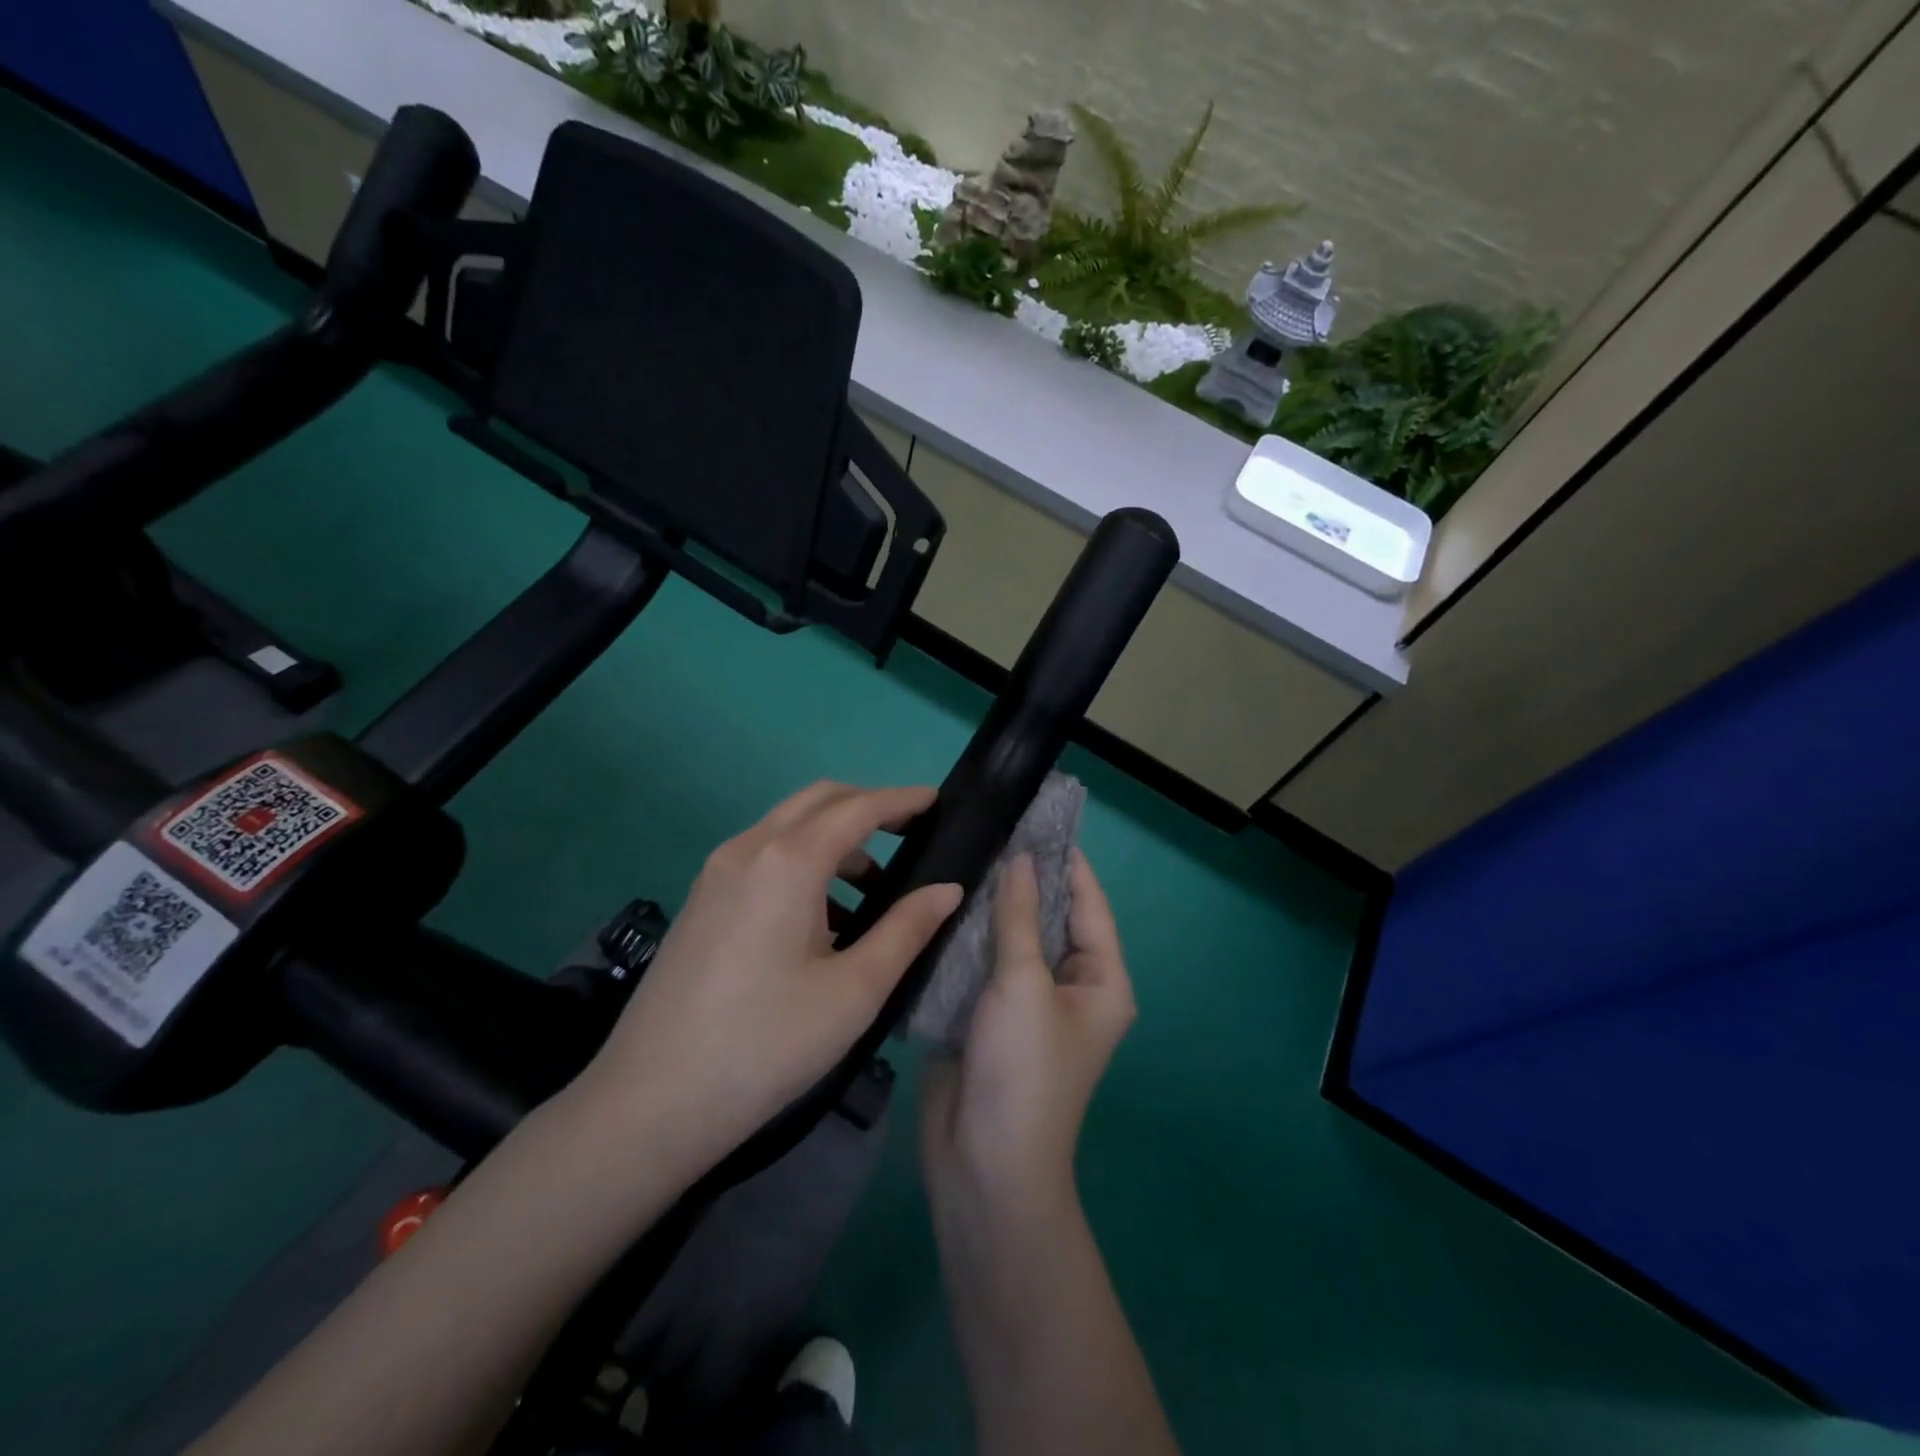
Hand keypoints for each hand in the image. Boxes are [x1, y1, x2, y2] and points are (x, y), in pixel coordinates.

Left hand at [578, 781, 960, 1177]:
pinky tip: (823, 916)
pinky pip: (763, 855)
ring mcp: (716, 873)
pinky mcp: (701, 900)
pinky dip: (802, 860)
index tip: (937, 799)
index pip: (857, 808)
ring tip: (874, 886)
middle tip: (910, 832)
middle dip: (867, 805)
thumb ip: (906, 930)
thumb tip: (948, 889)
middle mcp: (748, 849)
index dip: (901, 800)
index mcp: (788, 862)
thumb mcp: (853, 991)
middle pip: (817, 800)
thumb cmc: (766, 1044)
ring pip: (787, 826)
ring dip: (834, 836)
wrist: (650, 1102)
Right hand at [921, 849, 1135, 1219]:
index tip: (1038, 816)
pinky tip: (941, 901)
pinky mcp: (987, 1015)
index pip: (1087, 903)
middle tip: (989, 828)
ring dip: (990, 906)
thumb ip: (1018, 918)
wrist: (983, 1165)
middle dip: (1022, 879)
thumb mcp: (1024, 985)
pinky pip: (982, 963)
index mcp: (1100, 980)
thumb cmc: (1022, 1070)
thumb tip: (1021, 859)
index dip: (1067, 860)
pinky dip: (967, 936)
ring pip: (1010, 938)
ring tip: (962, 853)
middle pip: (1047, 918)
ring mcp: (1026, 1001)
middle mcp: (1069, 986)